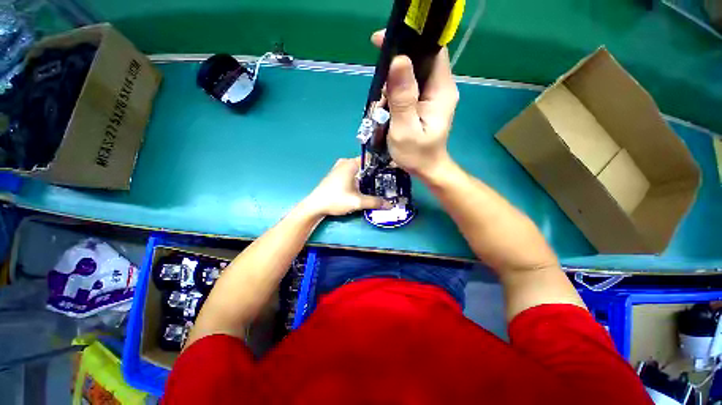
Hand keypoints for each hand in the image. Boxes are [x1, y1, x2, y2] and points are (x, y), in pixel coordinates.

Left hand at [302, 158, 387, 216]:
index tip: (393, 171)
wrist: (315, 206)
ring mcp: (339, 168)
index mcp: (350, 163)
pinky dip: (360, 178)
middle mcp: (345, 162)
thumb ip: (374, 202)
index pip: (371, 158)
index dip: (382, 164)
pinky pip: (353, 173)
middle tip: (390, 180)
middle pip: (366, 164)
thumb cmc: (335, 200)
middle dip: (377, 172)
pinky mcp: (336, 175)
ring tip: (381, 184)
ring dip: (368, 176)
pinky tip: (367, 187)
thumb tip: (391, 205)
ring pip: (359, 169)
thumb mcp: (357, 202)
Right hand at [371, 30, 458, 180]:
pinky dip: (396, 78)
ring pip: (415, 64)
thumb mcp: (405, 127)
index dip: (413, 39)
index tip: (387, 39)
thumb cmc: (417, 153)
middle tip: (376, 51)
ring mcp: (434, 88)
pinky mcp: (425, 93)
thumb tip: (398, 60)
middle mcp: (441, 84)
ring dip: (395, 66)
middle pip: (423, 54)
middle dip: (399, 50)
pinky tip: (385, 91)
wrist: (427, 168)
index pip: (434, 52)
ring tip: (381, 85)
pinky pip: (411, 76)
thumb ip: (403, 95)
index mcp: (442, 90)